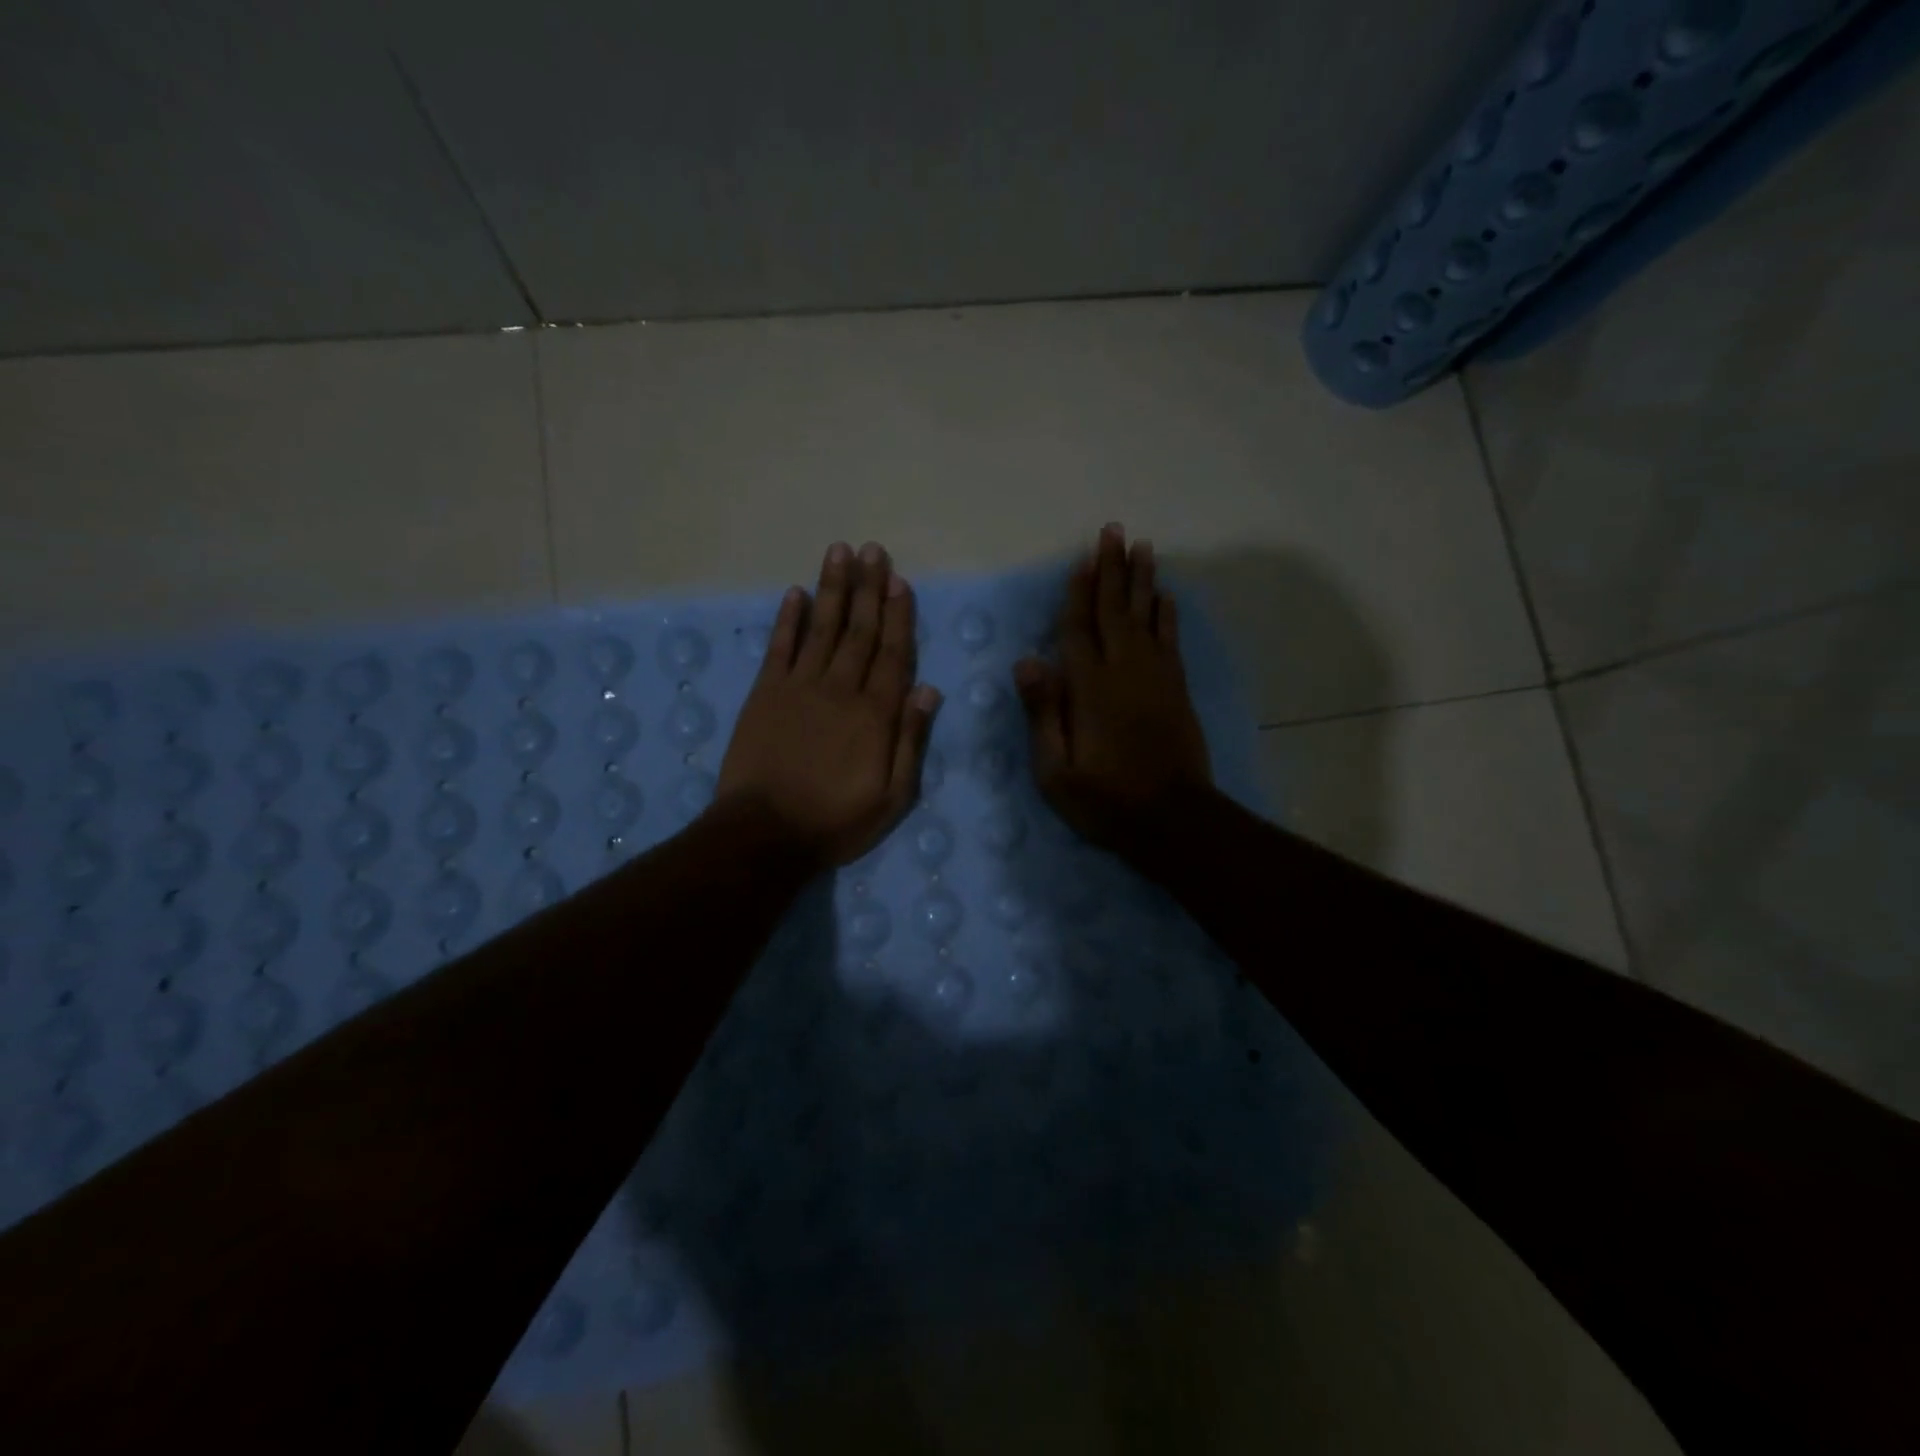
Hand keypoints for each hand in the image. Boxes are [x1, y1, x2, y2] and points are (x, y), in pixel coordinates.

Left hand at [716, 541, 941, 868]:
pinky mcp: (765, 693)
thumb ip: (910, 741)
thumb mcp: (892, 796)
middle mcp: (840, 689)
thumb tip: (929, 691)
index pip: (892, 653)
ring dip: (832, 588)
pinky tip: (795, 593)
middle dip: (868, 588)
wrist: (765, 834)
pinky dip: (788, 619)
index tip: (900, 581)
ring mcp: (799, 687)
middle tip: (873, 550)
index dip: (897, 615)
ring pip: (821, 628)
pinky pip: (779, 648)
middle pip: (859, 630)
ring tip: (840, 552)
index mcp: (875, 714)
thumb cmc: (836, 820)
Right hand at [1014, 523, 1212, 858]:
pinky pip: (1170, 639)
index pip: (1078, 629)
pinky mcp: (1176, 689)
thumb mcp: (1056, 770)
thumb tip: (1027, 660)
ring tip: (1142, 546)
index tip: (1082, 558)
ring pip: (1146, 616)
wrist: (1174, 820)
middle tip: (1113, 531)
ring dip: (1142, 580)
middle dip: (1112, 569)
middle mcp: (1124, 671)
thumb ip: (1043, 713)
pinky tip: (1165, 596)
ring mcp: (1156, 677)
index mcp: (1089, 689)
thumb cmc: (1105, 800)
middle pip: (1115, 610)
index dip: (1078, 592)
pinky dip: (1166, 614)